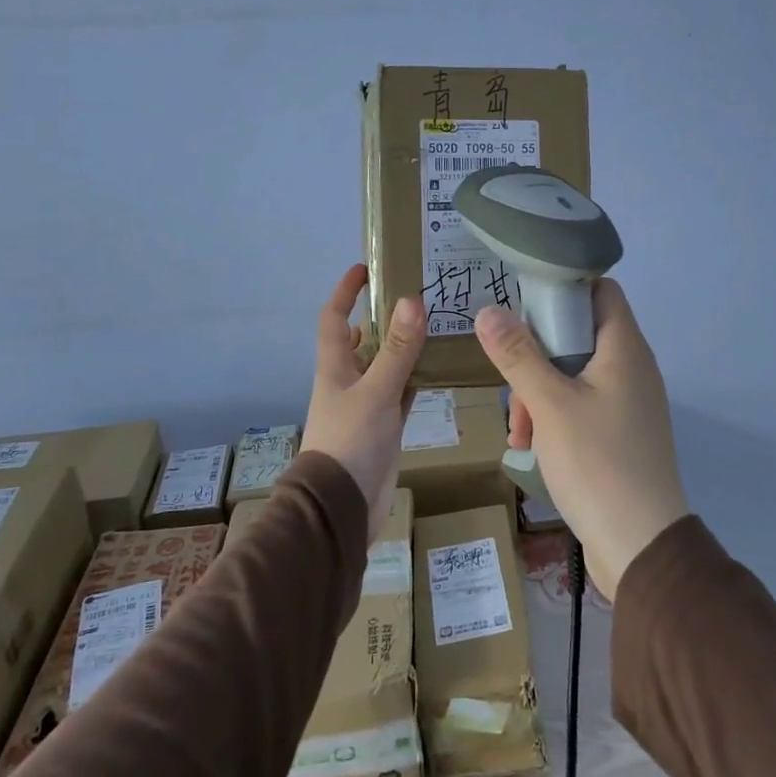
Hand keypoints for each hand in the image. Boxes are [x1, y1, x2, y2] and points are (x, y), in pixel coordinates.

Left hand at [301, 265, 426, 543]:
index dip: (346, 292)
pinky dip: (417, 378)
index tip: (365, 268)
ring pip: (387, 365)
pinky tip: (440, 367)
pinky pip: (402, 392)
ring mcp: (367, 405)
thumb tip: (411, 300)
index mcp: (335, 367)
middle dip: (383, 316)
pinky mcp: (385, 427)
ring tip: (436, 323)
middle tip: (416, 294)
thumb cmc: (350, 442)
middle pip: (364, 339)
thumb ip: (397, 350)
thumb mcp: (376, 391)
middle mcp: (349, 381)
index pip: (335, 318)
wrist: (343, 508)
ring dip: (404, 347)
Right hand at [475, 280, 688, 598]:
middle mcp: (632, 368)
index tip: (523, 306)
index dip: (563, 288)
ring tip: (518, 431)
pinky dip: (555, 418)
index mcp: (624, 348)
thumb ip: (518, 355)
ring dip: (539, 394)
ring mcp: (628, 403)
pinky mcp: (621, 434)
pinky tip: (531, 447)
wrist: (641, 547)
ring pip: (574, 375)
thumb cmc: (597, 463)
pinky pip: (582, 407)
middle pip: (578, 334)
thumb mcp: (550, 404)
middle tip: (513, 386)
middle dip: (536, 356)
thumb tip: (488, 311)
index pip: (600, 290)